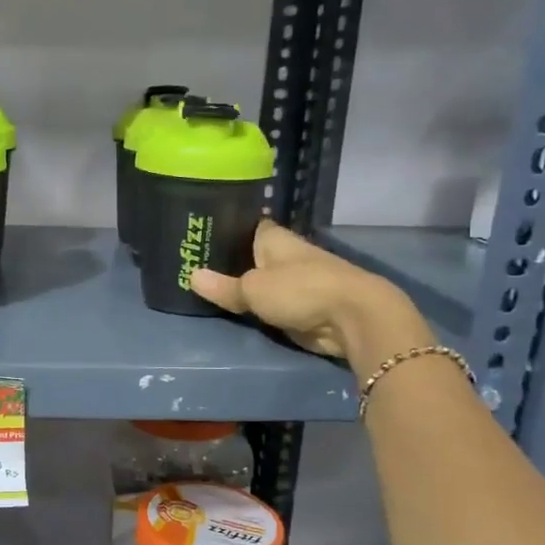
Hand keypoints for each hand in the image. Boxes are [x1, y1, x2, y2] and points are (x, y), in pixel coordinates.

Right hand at [189, 220, 433, 367]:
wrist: (354, 318)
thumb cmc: (301, 290)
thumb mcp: (253, 289)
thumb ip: (223, 287)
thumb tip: (190, 277)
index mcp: (274, 238)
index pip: (246, 226)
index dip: (226, 228)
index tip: (201, 234)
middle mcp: (286, 254)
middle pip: (252, 255)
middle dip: (230, 260)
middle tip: (195, 265)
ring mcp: (297, 280)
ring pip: (263, 280)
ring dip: (245, 285)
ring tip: (210, 288)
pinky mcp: (304, 306)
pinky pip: (273, 303)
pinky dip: (260, 306)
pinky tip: (239, 308)